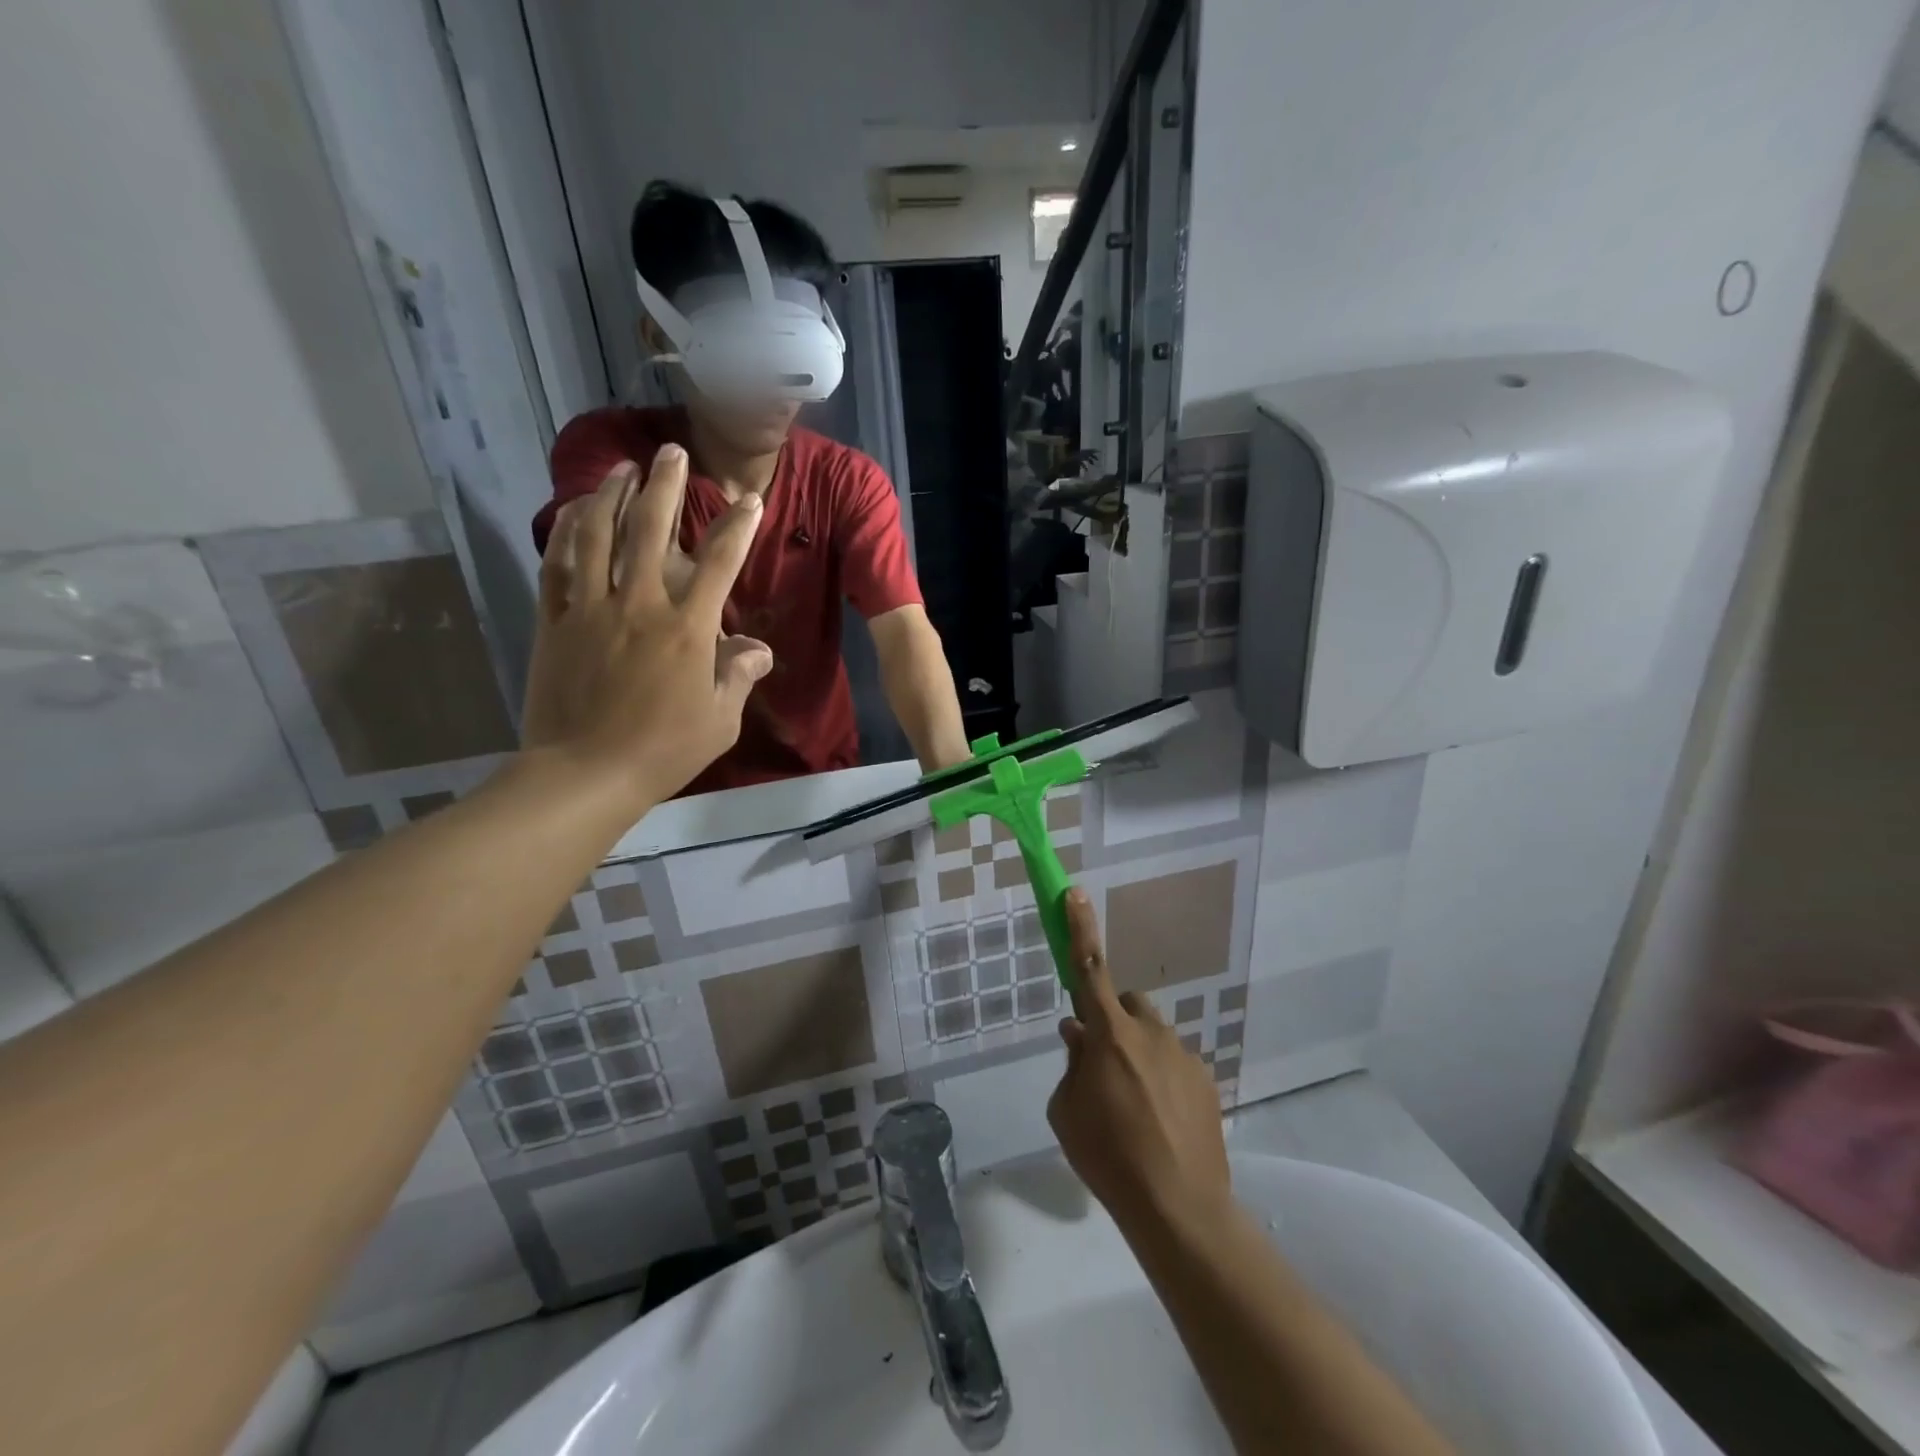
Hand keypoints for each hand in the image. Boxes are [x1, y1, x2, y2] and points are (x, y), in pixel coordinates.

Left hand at [520, 445, 771, 810]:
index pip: (719, 564)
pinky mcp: (555, 621)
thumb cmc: (663, 750)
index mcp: (686, 630)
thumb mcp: (720, 721)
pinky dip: (568, 531)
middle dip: (665, 485)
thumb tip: (758, 648)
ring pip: (599, 535)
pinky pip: (559, 564)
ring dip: (612, 494)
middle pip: (652, 530)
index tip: (749, 501)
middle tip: (672, 452)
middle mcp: (639, 605)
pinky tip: (576, 510)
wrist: (585, 774)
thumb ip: (738, 676)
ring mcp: (591, 609)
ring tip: (623, 466)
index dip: (737, 528)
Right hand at [1047, 889, 1230, 1229]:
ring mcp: (1183, 1055)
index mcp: (1109, 1035)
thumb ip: (1072, 1064)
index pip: (1089, 968)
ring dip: (1138, 1052)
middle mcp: (1149, 1033)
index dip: (1079, 928)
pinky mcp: (1206, 1079)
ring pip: (1152, 1035)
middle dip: (1113, 1020)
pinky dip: (1162, 1078)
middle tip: (1103, 1063)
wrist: (1179, 1209)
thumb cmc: (1107, 1157)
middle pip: (1127, 1003)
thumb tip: (1078, 1034)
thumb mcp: (1066, 1110)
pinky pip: (1175, 1062)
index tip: (1074, 893)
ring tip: (1135, 1105)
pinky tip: (1161, 1122)